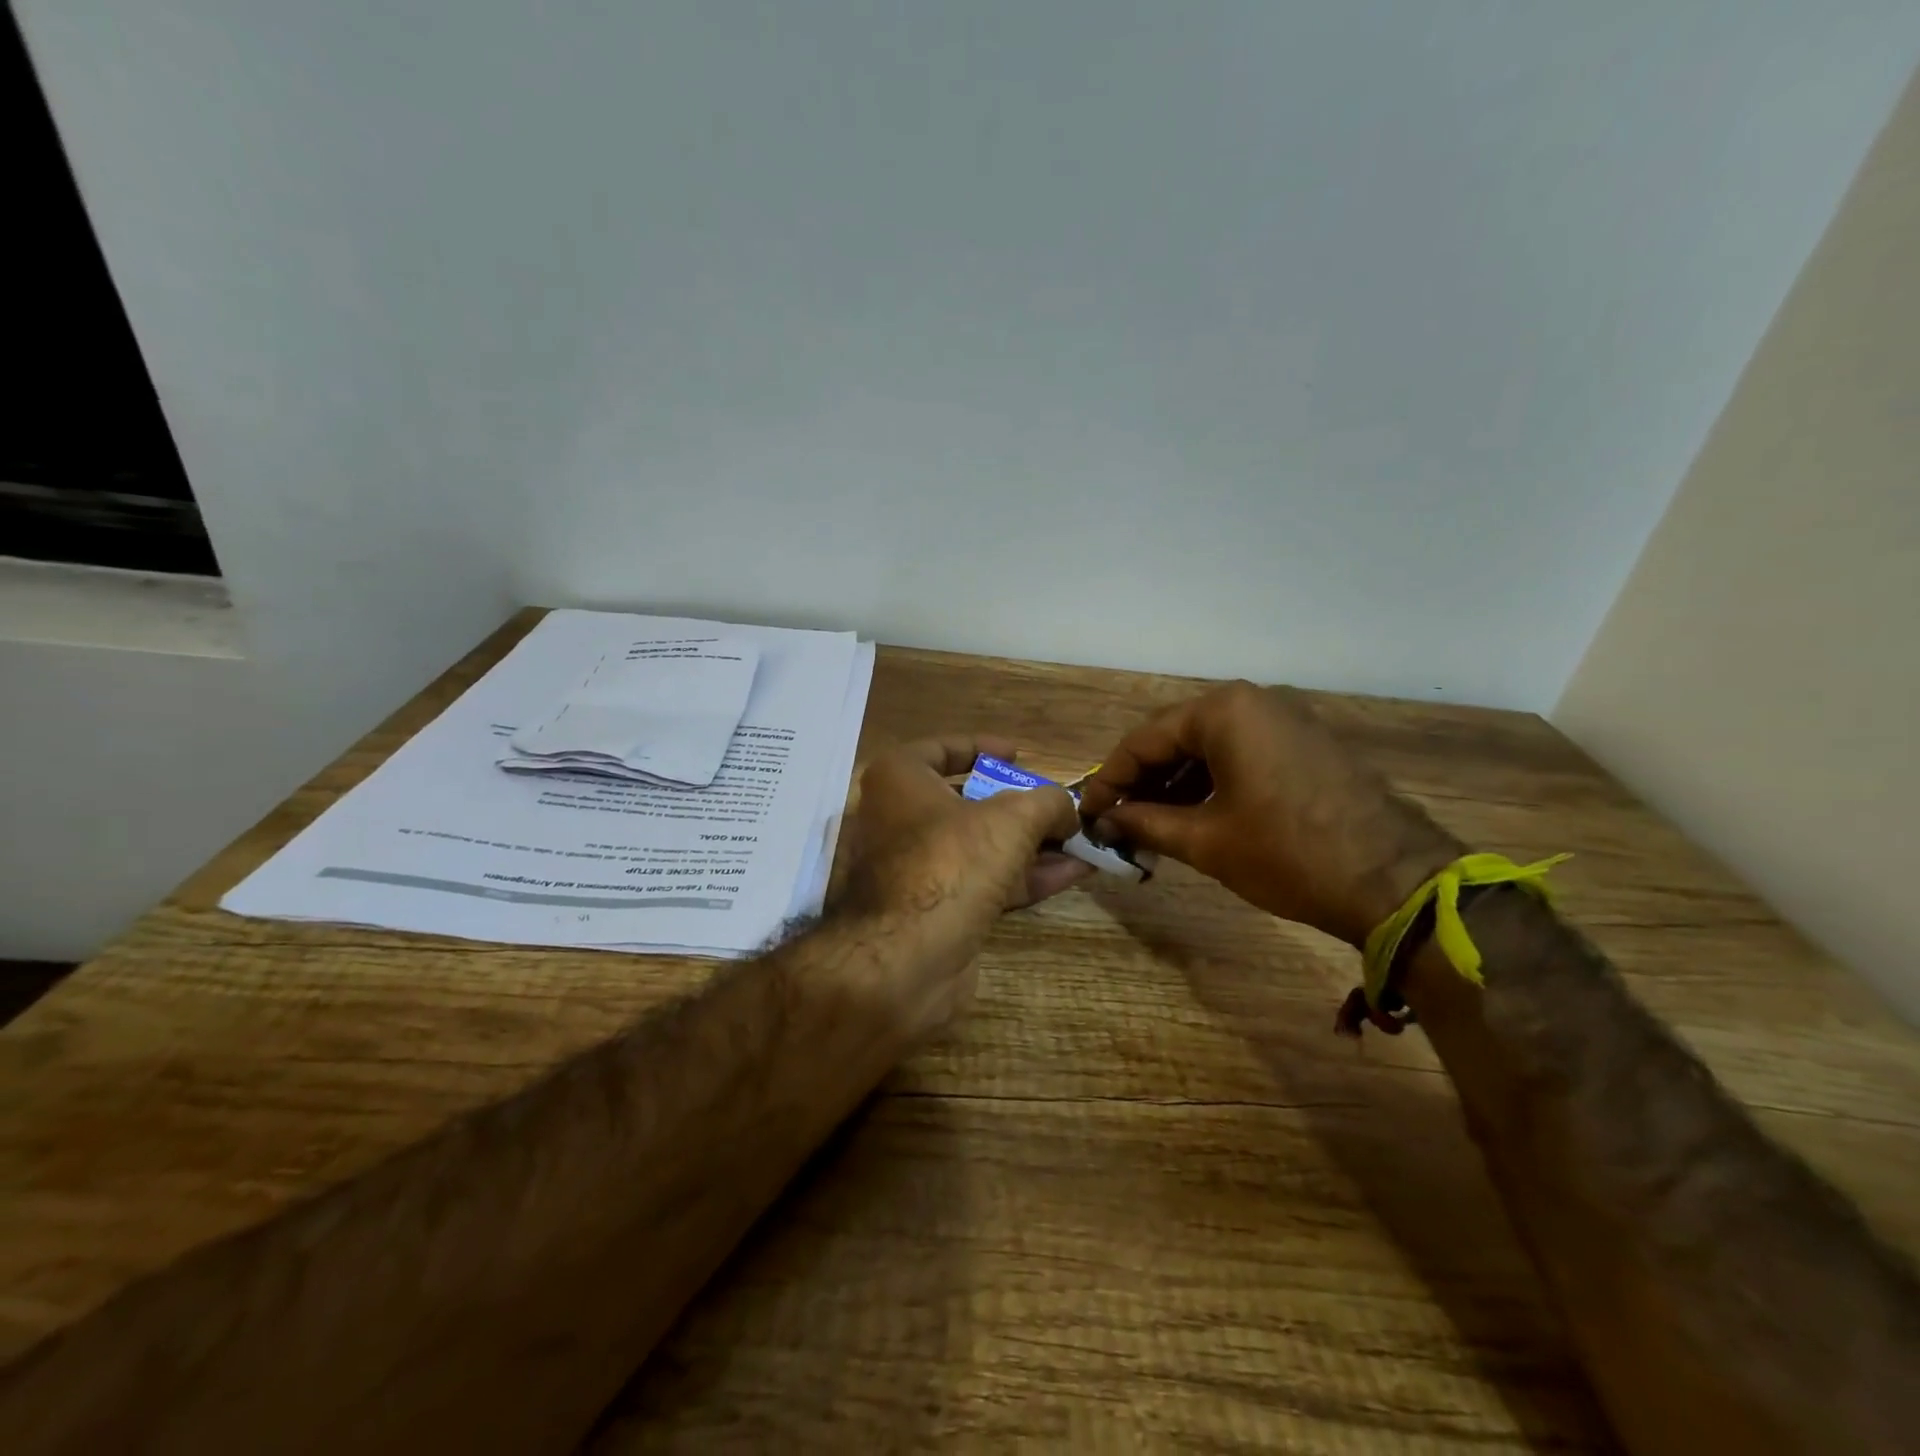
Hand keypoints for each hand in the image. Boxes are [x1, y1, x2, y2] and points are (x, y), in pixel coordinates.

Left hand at [829, 735, 1090, 1038]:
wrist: (908, 959)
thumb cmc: (952, 862)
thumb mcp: (1013, 818)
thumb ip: (1047, 802)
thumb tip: (1066, 811)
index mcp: (899, 781)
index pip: (941, 749)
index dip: (984, 748)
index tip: (1020, 755)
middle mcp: (898, 820)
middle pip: (967, 802)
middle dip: (1020, 806)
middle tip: (1058, 806)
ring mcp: (915, 869)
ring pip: (981, 846)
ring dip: (1033, 844)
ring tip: (1082, 841)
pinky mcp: (934, 911)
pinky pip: (985, 882)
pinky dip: (1026, 876)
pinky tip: (1073, 873)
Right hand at [1078, 683, 1460, 945]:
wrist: (1395, 882)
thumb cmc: (1288, 855)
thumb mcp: (1205, 841)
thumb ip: (1145, 823)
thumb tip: (1106, 820)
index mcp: (1224, 711)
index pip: (1145, 739)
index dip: (1109, 778)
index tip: (1087, 812)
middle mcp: (1253, 701)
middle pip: (1176, 737)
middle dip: (1142, 780)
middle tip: (1116, 820)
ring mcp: (1286, 720)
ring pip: (1209, 746)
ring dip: (1175, 783)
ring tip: (1149, 824)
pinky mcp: (1306, 744)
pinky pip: (1241, 754)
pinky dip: (1211, 782)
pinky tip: (1193, 815)